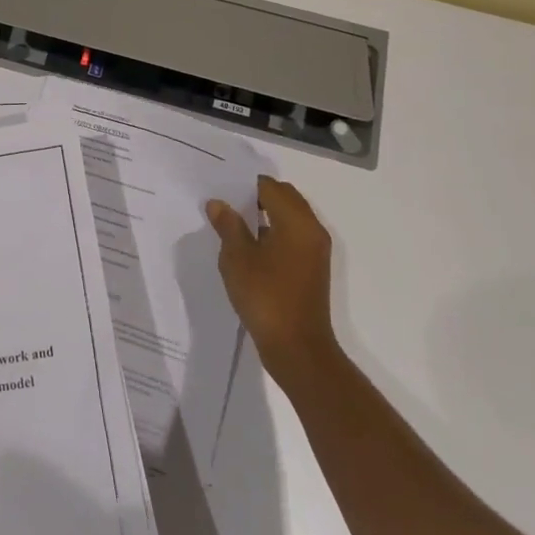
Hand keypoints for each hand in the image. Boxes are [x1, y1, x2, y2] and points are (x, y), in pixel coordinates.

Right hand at [207, 175, 342, 396]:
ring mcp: (315, 250)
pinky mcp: (313, 268)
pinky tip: (249, 248)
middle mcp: (312, 229)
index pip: (270, 187)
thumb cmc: (266, 297)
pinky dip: (274, 232)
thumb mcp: (237, 258)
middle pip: (284, 197)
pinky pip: (293, 236)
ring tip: (233, 225)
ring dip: (265, 215)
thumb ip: (228, 226)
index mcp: (296, 221)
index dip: (245, 185)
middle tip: (226, 205)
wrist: (297, 349)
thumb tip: (218, 203)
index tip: (221, 190)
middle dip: (256, 197)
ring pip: (290, 217)